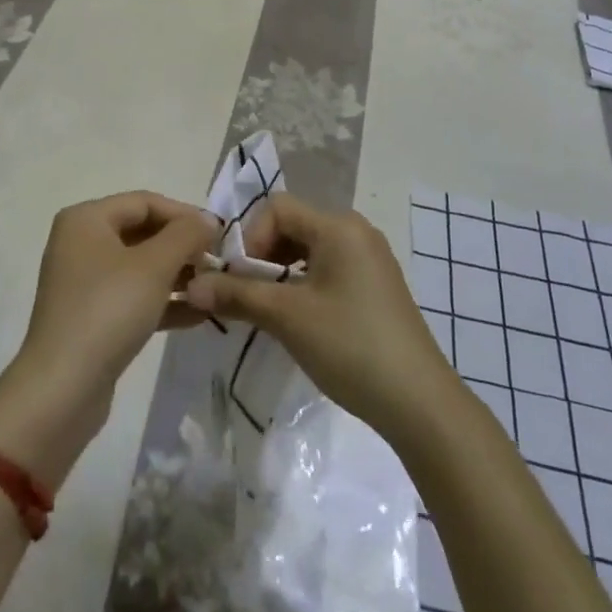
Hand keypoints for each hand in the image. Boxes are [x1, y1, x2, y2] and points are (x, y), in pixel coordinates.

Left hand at [19, 191, 219, 405]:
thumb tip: (207, 220)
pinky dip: (162, 301)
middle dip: (182, 247)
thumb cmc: (108, 310)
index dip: (184, 214)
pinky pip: (133, 297)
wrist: (62, 389)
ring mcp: (84, 282)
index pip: (144, 202)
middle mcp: (80, 243)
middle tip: (217, 263)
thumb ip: (186, 235)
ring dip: (177, 275)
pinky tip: (198, 315)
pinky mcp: (91, 317)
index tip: (219, 234)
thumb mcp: (154, 266)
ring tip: (212, 288)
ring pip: (140, 267)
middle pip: (142, 232)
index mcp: (86, 219)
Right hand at [184, 194, 455, 444]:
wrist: (420, 403)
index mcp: (338, 226)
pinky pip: (328, 268)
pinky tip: (298, 320)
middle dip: (262, 256)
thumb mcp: (287, 318)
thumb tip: (191, 286)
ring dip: (281, 272)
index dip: (250, 237)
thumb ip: (237, 295)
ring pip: (309, 249)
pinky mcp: (375, 285)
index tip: (240, 279)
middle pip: (293, 225)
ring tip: (268, 310)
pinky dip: (303, 284)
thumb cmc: (350, 346)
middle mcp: (356, 231)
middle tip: (247, 296)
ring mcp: (369, 258)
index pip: (277, 207)